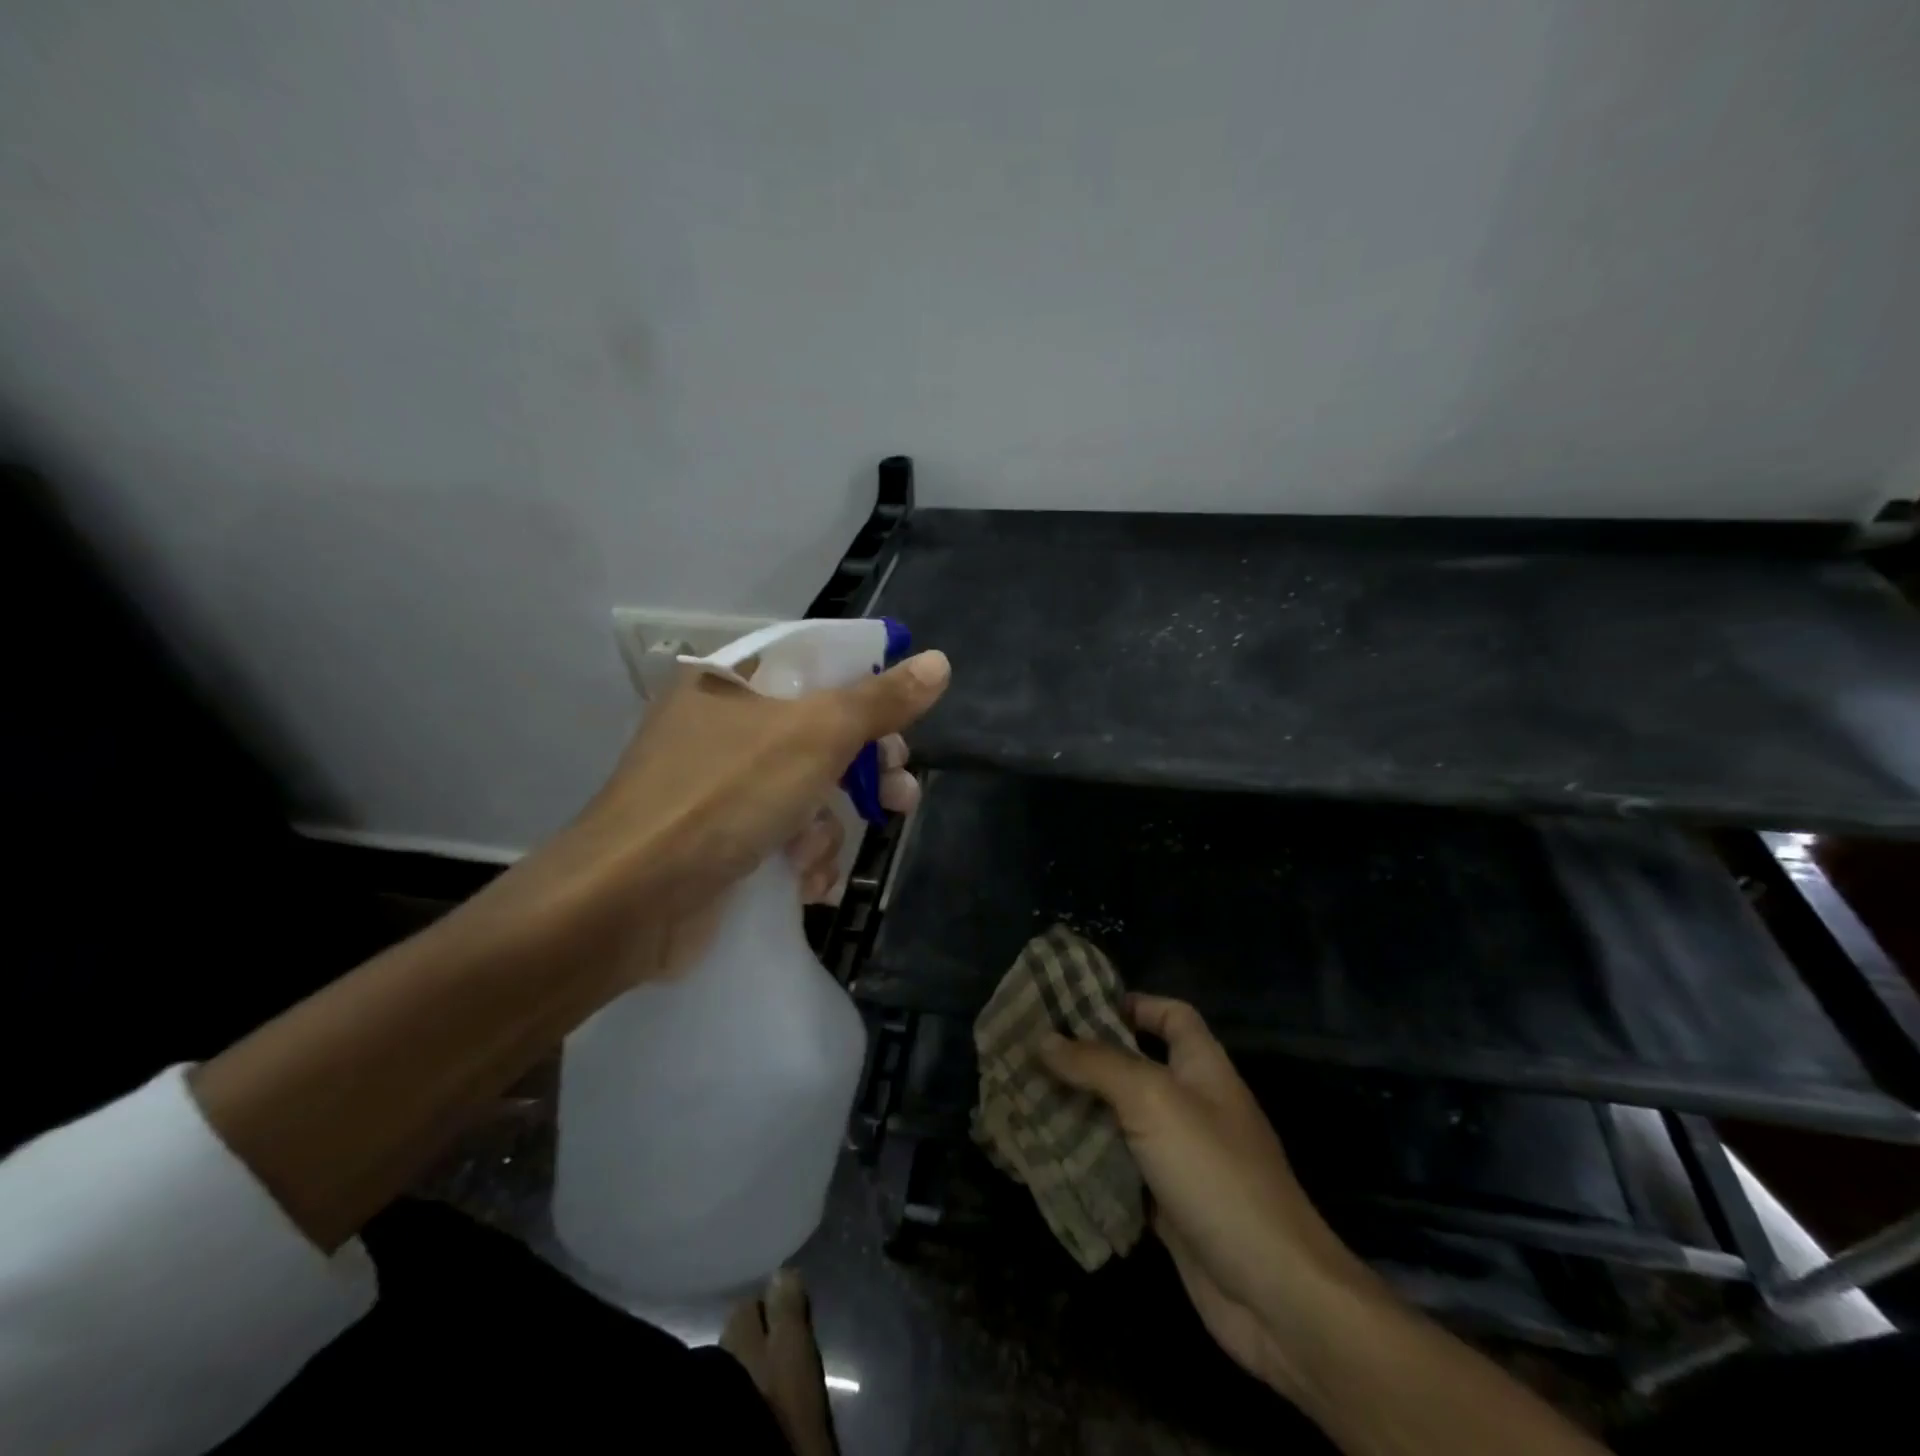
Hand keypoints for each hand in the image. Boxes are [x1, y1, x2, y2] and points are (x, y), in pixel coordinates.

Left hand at [484, 648, 950, 992]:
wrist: (628, 903)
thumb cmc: (725, 796)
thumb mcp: (815, 736)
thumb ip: (879, 700)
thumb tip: (939, 662)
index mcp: (732, 683)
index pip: (817, 666)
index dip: (868, 690)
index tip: (904, 724)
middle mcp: (721, 727)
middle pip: (819, 733)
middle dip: (864, 771)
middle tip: (900, 794)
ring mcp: (717, 787)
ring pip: (805, 791)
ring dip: (830, 826)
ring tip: (825, 858)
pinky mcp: (717, 841)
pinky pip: (780, 834)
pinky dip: (801, 856)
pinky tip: (807, 883)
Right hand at [1039, 996, 1364, 1387]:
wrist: (1273, 1292)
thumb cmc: (1215, 1172)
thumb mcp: (1153, 1100)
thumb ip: (1097, 1065)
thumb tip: (1044, 1038)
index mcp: (1202, 1067)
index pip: (1170, 1015)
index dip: (1131, 1004)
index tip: (1076, 1006)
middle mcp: (1193, 1105)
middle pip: (1135, 1067)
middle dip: (1087, 1060)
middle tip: (1031, 1053)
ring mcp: (1181, 1158)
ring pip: (1122, 1120)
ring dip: (1080, 1112)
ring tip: (1025, 1098)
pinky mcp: (1167, 1205)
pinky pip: (1120, 1170)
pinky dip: (1088, 1162)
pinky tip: (1046, 1157)